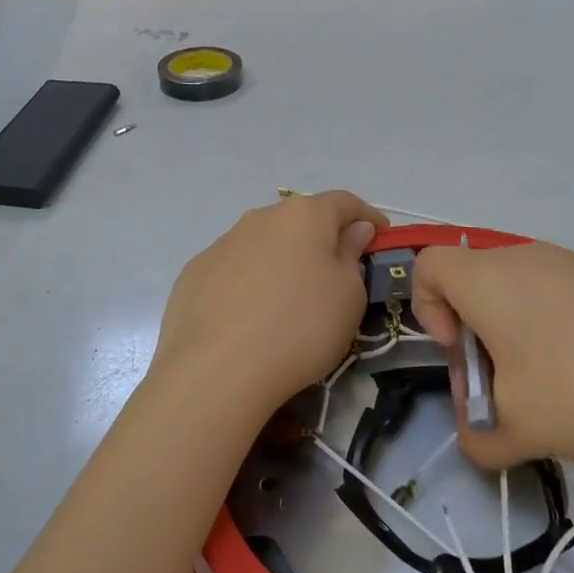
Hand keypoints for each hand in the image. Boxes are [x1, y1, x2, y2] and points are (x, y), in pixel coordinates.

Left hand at [150, 190, 386, 416]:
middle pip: (299, 221)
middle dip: (321, 241)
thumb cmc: (300, 327)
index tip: (379, 240)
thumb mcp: (348, 296)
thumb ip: (351, 256)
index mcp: (303, 215)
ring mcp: (221, 244)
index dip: (368, 218)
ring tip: (288, 302)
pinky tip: (249, 319)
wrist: (217, 370)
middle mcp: (259, 218)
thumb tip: (351, 231)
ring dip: (281, 262)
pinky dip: (248, 284)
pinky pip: (233, 271)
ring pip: (263, 245)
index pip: (344, 202)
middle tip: (335, 275)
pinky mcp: (194, 274)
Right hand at [412, 240, 573, 470]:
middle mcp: (524, 258)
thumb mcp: (520, 429)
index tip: (462, 356)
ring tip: (558, 396)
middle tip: (507, 392)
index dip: (426, 310)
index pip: (427, 267)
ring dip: (521, 343)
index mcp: (487, 279)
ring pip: (522, 297)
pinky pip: (565, 301)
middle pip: (475, 286)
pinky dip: (563, 338)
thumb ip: (479, 440)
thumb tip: (478, 438)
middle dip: (477, 341)